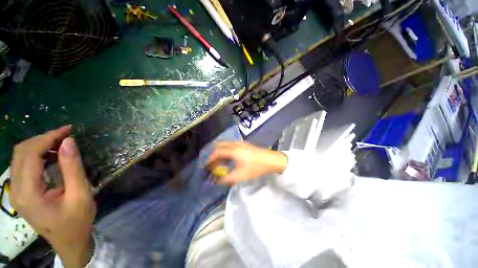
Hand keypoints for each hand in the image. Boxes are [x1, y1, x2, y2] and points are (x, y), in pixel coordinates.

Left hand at [10, 125, 95, 267]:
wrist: (69, 241)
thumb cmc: (76, 221)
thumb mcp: (80, 195)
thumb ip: (72, 168)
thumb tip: (69, 142)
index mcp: (28, 193)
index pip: (31, 154)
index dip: (48, 138)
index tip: (68, 130)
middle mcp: (16, 190)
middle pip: (21, 152)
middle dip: (43, 138)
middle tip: (66, 135)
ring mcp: (16, 191)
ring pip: (20, 156)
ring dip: (39, 145)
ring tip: (61, 143)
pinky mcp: (21, 192)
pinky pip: (23, 165)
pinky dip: (37, 154)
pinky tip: (52, 156)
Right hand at [206, 142, 287, 184]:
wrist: (271, 160)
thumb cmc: (256, 168)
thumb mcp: (241, 176)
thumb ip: (227, 179)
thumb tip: (217, 180)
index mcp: (233, 150)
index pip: (217, 153)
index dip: (210, 159)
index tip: (205, 166)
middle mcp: (235, 144)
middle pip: (219, 145)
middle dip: (214, 154)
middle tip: (212, 163)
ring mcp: (240, 143)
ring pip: (225, 145)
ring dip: (220, 152)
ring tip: (219, 162)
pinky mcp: (244, 144)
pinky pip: (231, 145)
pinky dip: (226, 151)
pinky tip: (229, 158)